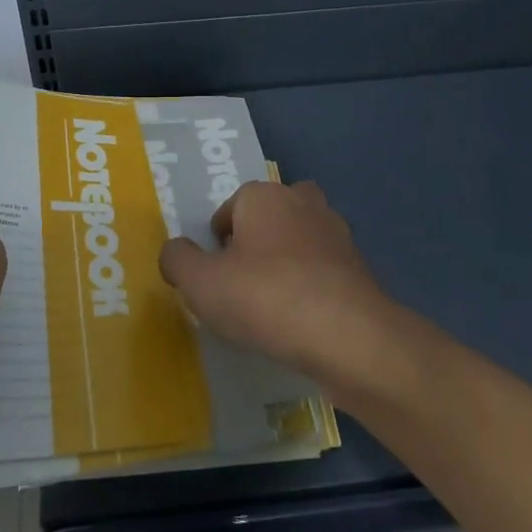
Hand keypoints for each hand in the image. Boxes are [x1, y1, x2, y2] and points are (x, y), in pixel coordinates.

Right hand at [158, 180, 393, 391]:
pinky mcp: (358, 267)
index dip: (217, 242)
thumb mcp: (202, 283)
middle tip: (242, 283)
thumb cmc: (266, 298)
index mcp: (263, 196)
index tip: (214, 276)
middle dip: (256, 241)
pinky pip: (323, 269)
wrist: (347, 335)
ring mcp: (336, 233)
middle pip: (269, 216)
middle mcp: (302, 202)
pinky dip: (311, 286)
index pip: (230, 208)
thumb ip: (178, 261)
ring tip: (271, 304)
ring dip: (286, 262)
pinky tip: (301, 320)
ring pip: (300, 239)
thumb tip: (174, 251)